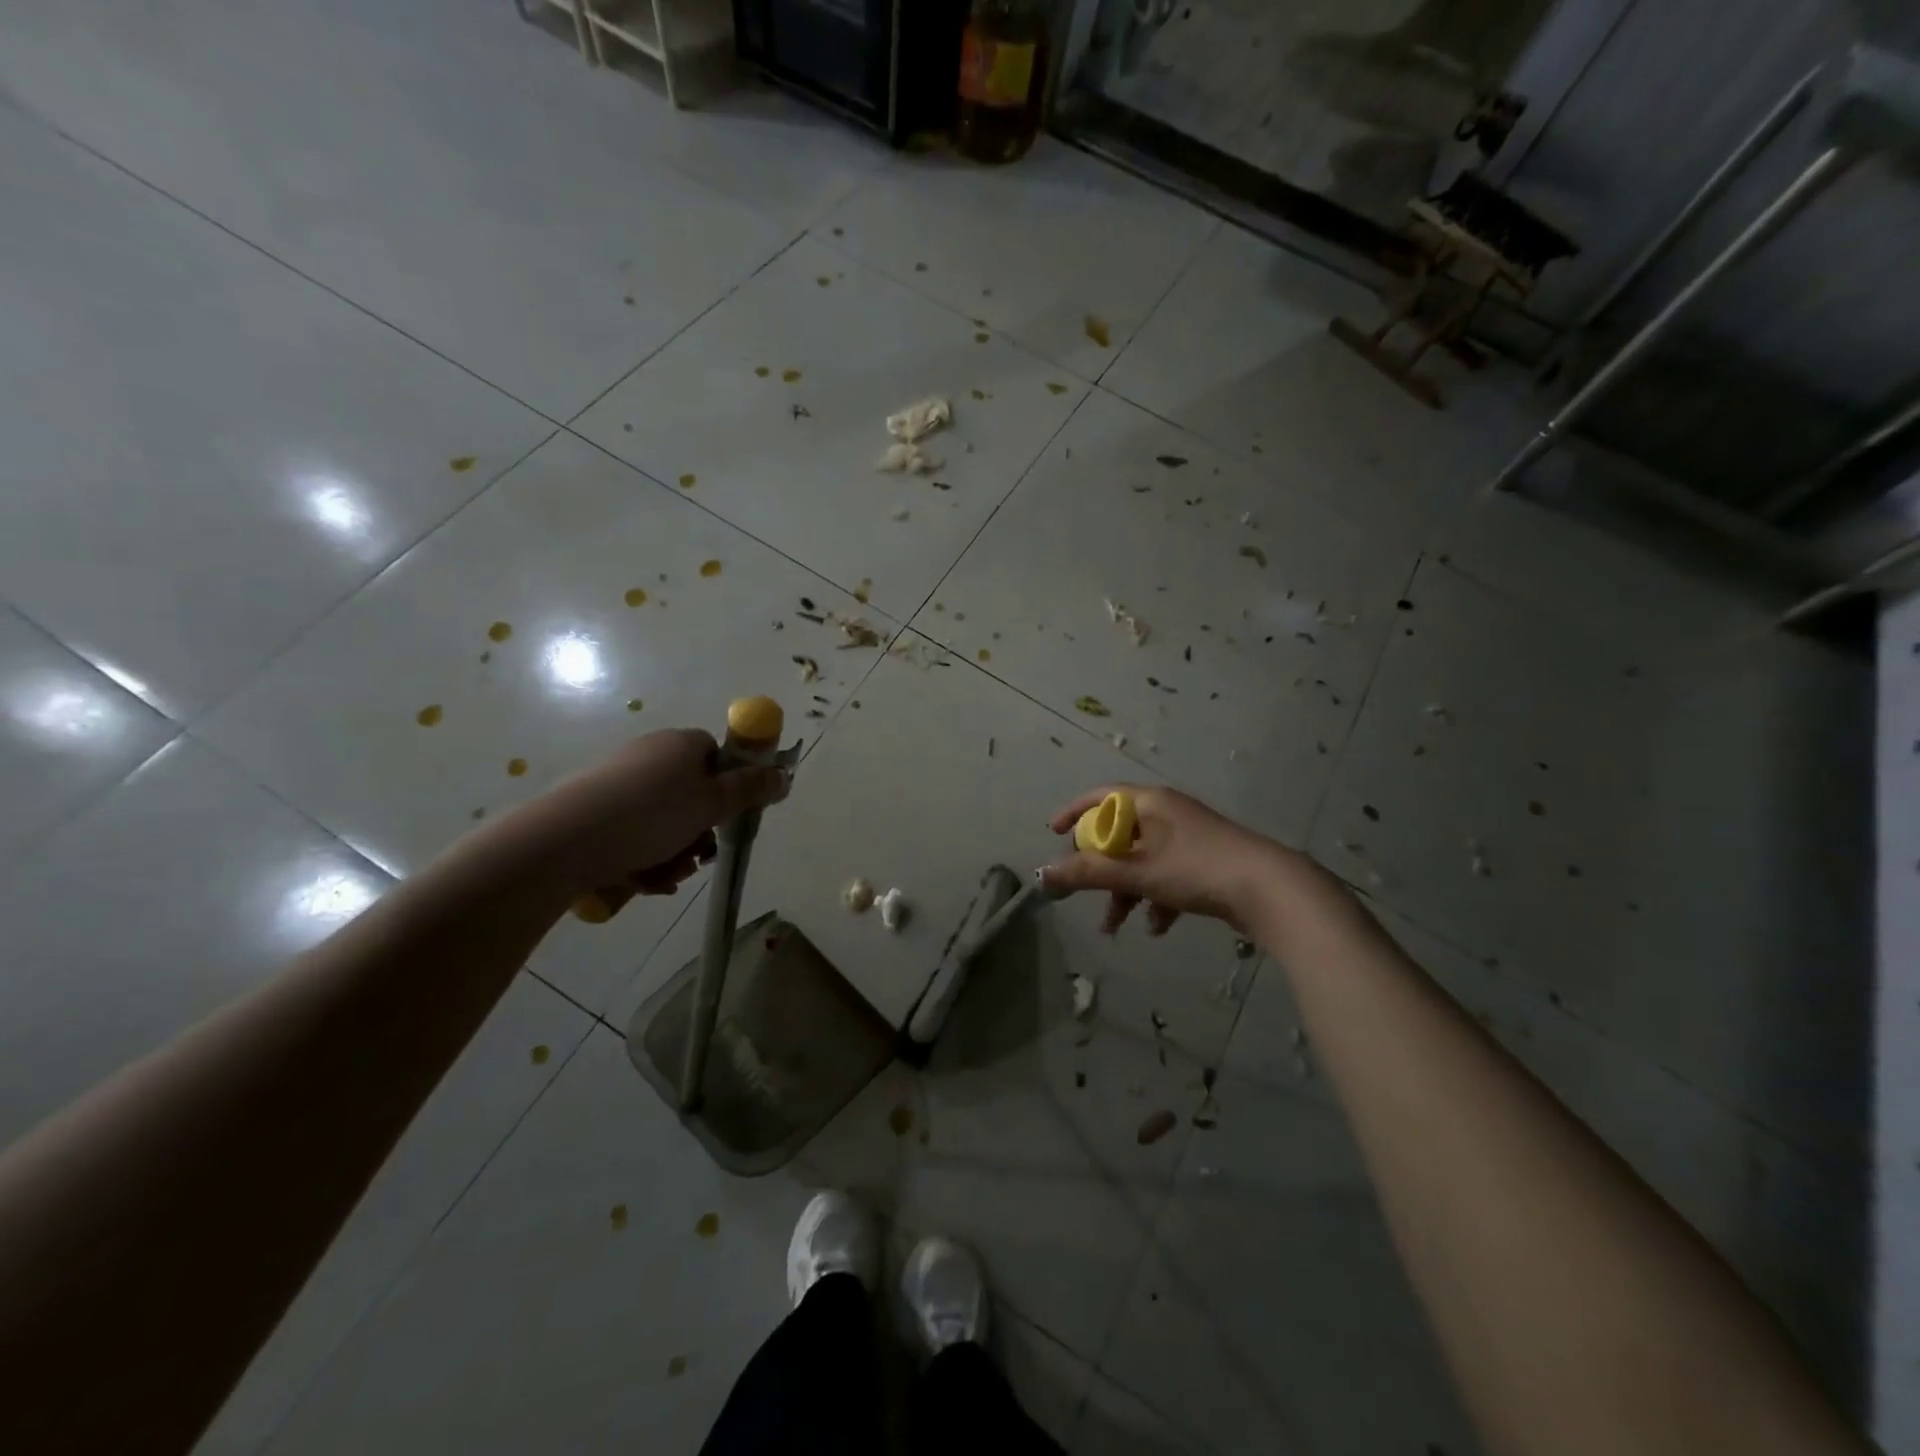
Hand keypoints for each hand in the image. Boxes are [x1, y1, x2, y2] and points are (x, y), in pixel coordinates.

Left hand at [508, 729, 789, 909]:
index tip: (728, 816)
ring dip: (675, 852)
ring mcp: (617, 783)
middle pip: (692, 794)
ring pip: (664, 822)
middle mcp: (649, 756)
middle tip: (700, 855)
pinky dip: (644, 858)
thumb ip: (750, 790)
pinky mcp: (593, 812)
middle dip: (700, 831)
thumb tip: (784, 774)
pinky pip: (633, 835)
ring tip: (667, 874)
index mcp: (679, 744)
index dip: (727, 787)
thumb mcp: (712, 804)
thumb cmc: (651, 815)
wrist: (565, 841)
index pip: (715, 756)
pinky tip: (641, 879)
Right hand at [1040, 785, 1284, 935]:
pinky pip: (1168, 875)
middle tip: (1086, 890)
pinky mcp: (1206, 862)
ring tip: (1115, 927)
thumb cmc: (1196, 869)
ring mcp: (1189, 838)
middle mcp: (1168, 813)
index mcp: (1150, 802)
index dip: (1073, 813)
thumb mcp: (1136, 872)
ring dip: (1125, 892)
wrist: (1270, 889)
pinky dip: (1156, 898)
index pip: (1100, 796)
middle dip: (1100, 869)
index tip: (1053, 835)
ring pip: (1142, 861)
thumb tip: (1043, 874)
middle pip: (1119, 834)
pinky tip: (1157, 927)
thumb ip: (1087, 873)